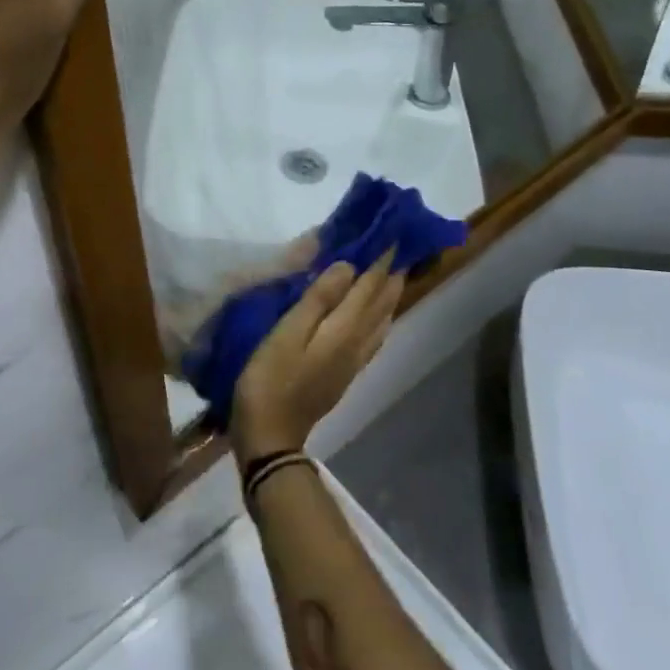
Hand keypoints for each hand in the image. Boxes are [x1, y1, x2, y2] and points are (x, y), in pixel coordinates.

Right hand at [230, 256, 407, 462]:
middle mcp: (357, 343)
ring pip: (381, 321)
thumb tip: (349, 266)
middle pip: (381, 303)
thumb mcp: (287, 333)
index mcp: (344, 329)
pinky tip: (378, 318)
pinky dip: (380, 318)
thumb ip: (318, 298)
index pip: (369, 286)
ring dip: (389, 295)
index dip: (381, 260)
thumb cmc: (270, 378)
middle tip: (400, 247)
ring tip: (393, 274)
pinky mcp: (344, 374)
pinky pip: (373, 337)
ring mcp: (353, 362)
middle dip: (391, 274)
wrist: (271, 435)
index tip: (392, 233)